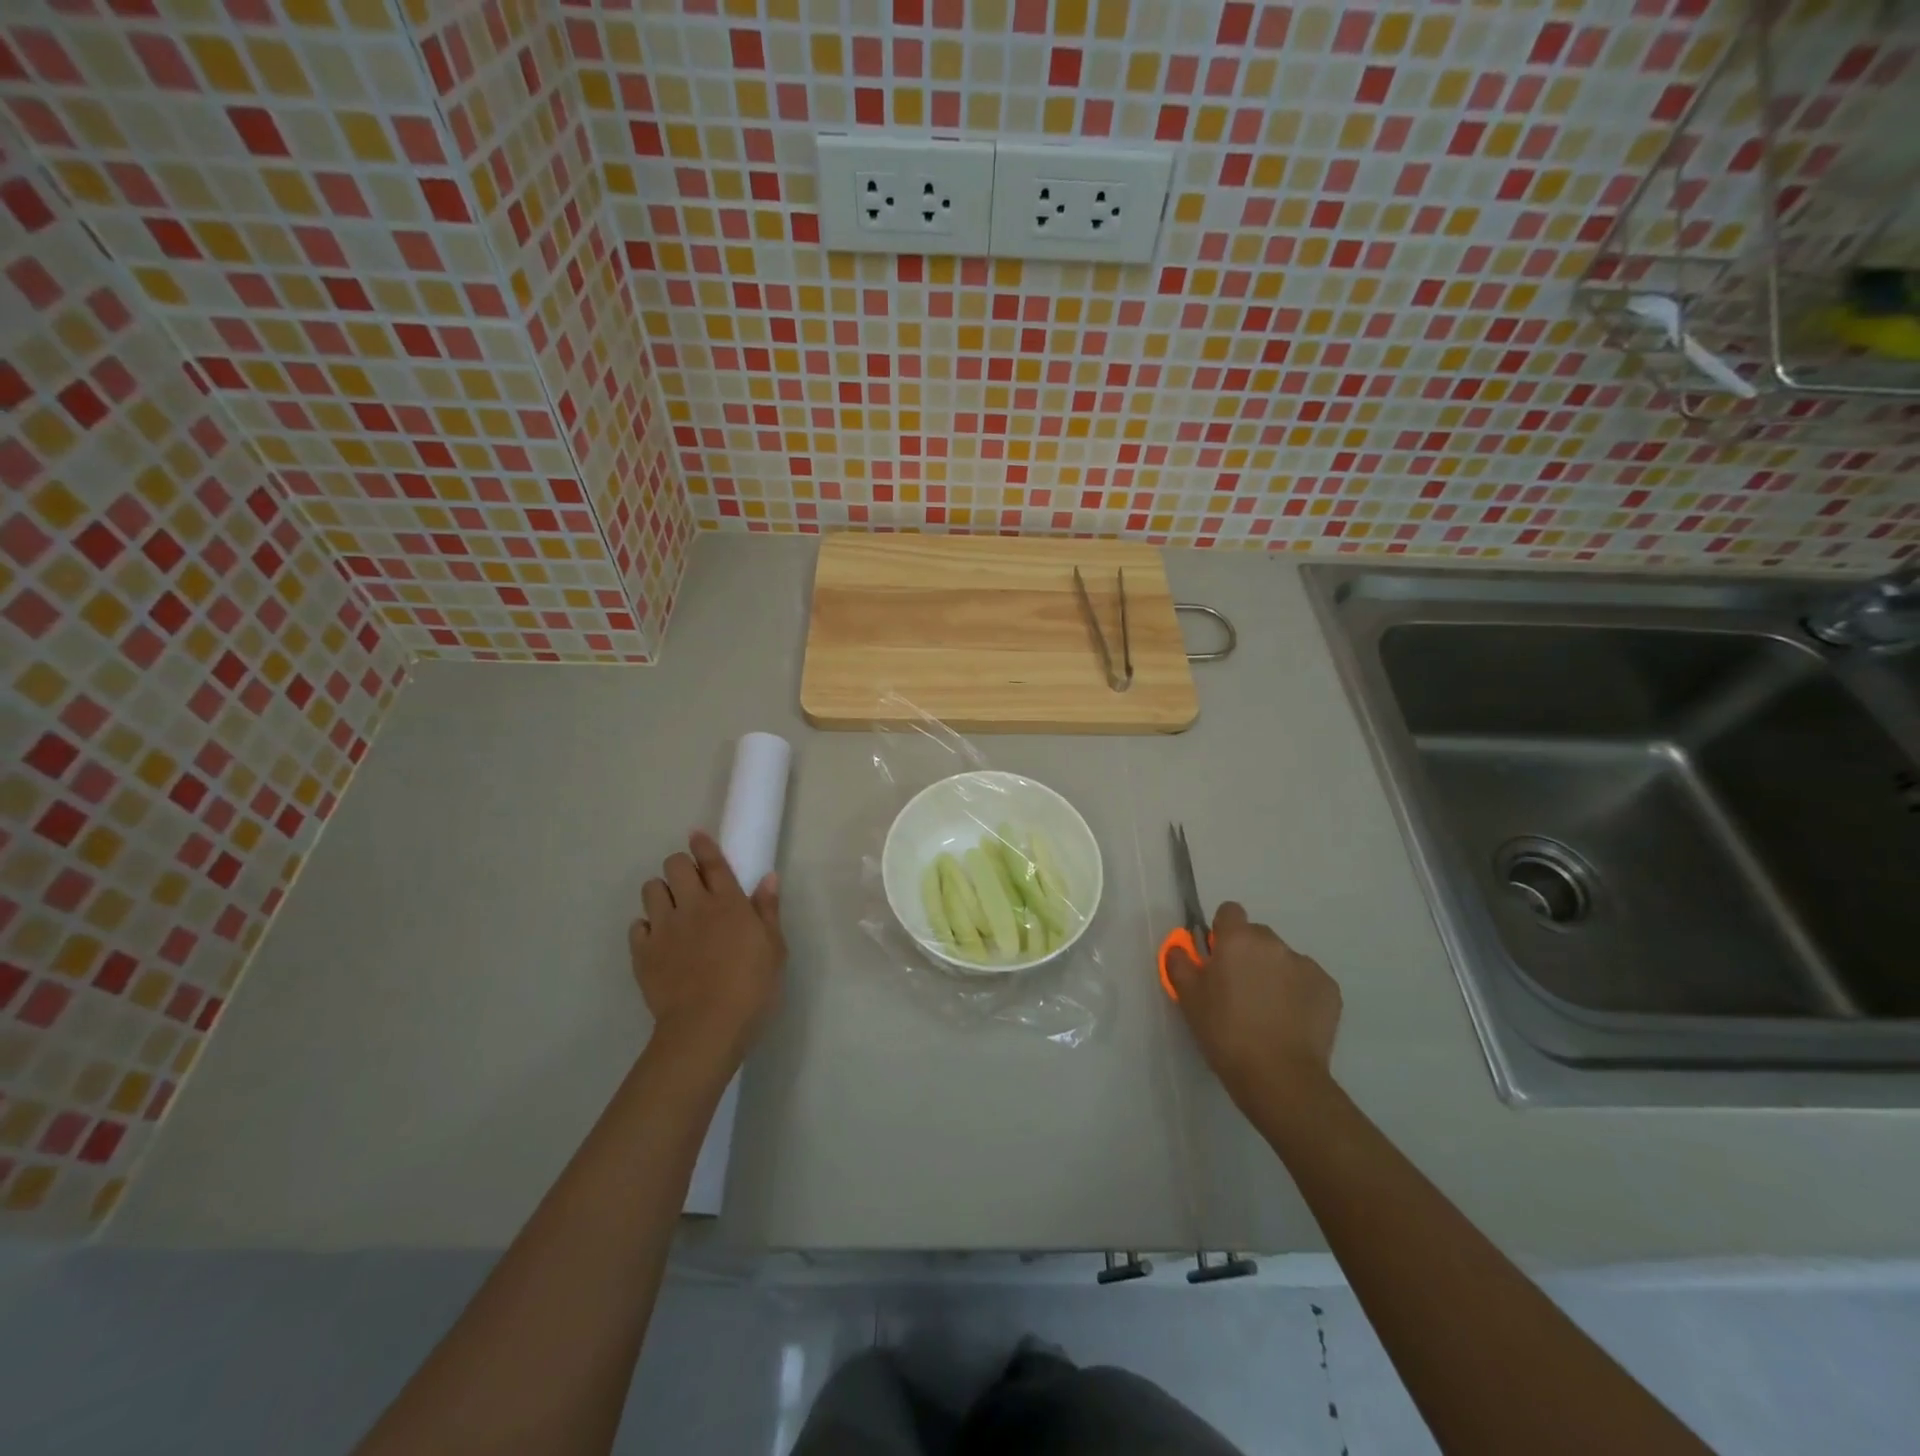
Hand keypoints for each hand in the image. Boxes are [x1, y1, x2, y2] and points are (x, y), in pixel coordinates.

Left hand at [629, 831, 784, 1066]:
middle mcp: (693, 906)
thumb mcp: (774, 949)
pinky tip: (658, 940)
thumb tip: (768, 877)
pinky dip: (646, 927)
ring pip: (650, 889)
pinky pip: (636, 926)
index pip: (712, 861)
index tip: (696, 836)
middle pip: (674, 865)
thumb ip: (768, 910)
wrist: (706, 1027)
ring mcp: (664, 928)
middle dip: (680, 867)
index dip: (703, 844)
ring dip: (661, 892)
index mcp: (728, 902)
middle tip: (690, 883)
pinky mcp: (642, 952)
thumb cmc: (752, 988)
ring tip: (672, 909)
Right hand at [1166, 901, 1341, 1111]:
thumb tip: (1181, 947)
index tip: (1217, 957)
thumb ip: (1180, 963)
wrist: (1279, 1077)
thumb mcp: (1188, 998)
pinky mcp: (1329, 989)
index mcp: (1237, 939)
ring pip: (1283, 959)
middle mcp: (1273, 943)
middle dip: (1248, 954)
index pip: (1230, 911)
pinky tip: (1290, 1021)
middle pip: (1257, 936)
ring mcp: (1305, 965)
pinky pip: (1307, 981)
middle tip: (1239, 989)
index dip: (1222, 931)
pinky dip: (1298, 993)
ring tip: (1268, 1011)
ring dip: (1274, 973)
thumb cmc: (1225, 1032)